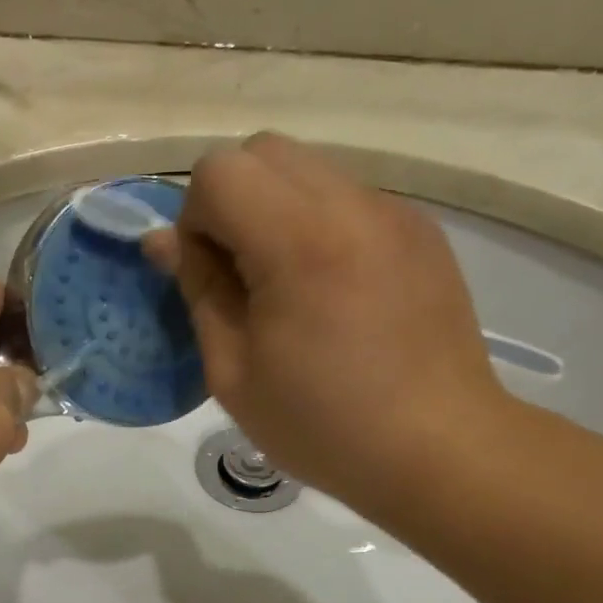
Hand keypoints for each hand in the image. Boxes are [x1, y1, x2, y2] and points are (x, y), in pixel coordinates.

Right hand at [145, 132, 501, 515]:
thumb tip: (162, 240)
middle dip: (232, 201)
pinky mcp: (421, 230)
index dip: (196, 218)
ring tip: (288, 285)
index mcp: (299, 242)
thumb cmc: (323, 425)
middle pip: (263, 152)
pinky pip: (348, 198)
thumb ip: (198, 290)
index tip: (209, 277)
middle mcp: (352, 206)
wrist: (440, 450)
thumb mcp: (233, 372)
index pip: (219, 172)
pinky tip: (334, 291)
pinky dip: (319, 224)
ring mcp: (395, 212)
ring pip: (308, 169)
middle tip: (241, 275)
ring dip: (275, 210)